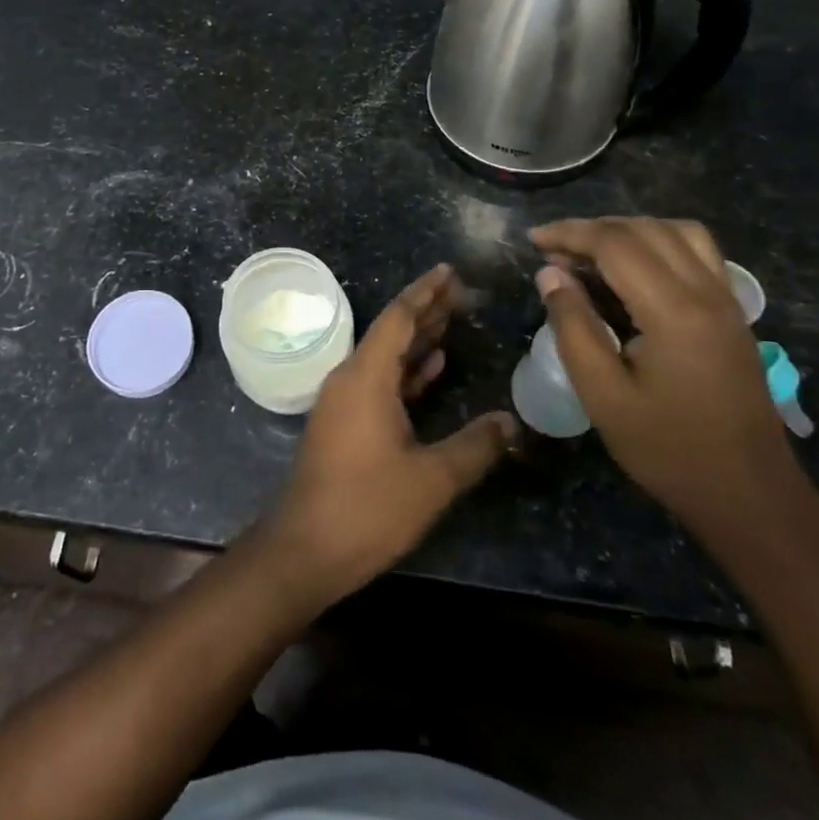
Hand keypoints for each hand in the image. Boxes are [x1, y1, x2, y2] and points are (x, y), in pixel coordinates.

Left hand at [265, 264, 516, 608]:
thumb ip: (475, 446)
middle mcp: (351, 378)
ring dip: (418, 340)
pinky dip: (407, 371)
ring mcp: (344, 401)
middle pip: (392, 332)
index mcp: (366, 376)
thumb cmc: (368, 507)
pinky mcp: (344, 423)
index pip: (399, 318)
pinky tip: (432, 367)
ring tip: (452, 320)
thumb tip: (512, 422)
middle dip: (426, 310)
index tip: (448, 271)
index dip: (425, 292)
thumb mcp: (431, 478)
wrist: (306, 548)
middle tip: (460, 291)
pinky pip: (379, 381)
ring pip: (386, 357)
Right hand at [530, 218, 807, 544]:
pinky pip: (699, 251)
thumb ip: (573, 326)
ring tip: (592, 254)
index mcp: (674, 311)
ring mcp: (728, 300)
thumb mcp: (603, 395)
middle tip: (553, 253)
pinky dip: (660, 242)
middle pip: (645, 229)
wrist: (751, 496)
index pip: (615, 243)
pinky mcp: (734, 313)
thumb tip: (550, 274)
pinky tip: (636, 269)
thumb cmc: (668, 451)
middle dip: (593, 229)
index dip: (569, 233)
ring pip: (677, 231)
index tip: (533, 240)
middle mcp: (707, 292)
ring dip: (629, 230)